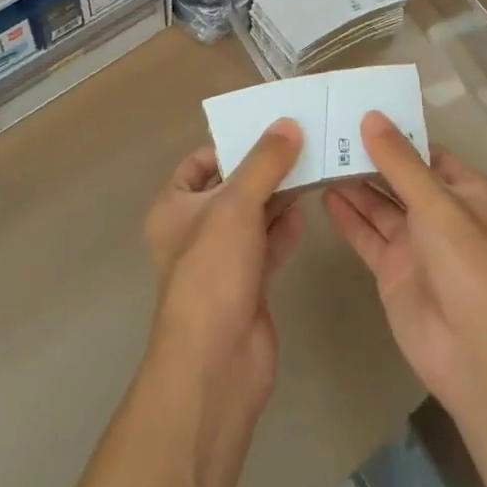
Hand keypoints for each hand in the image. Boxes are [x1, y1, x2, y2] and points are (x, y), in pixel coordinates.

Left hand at [143, 120, 306, 419]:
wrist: (217, 362)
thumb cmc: (213, 271)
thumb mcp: (236, 205)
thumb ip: (264, 163)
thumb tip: (288, 124)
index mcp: (174, 206)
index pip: (200, 162)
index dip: (230, 144)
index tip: (267, 129)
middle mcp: (194, 230)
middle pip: (231, 187)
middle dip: (262, 168)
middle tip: (301, 143)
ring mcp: (221, 260)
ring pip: (252, 217)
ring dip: (278, 196)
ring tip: (312, 169)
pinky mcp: (247, 286)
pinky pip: (267, 246)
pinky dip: (284, 229)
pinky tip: (307, 211)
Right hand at [323, 112, 486, 422]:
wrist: (476, 355)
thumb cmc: (468, 266)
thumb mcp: (437, 205)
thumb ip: (400, 162)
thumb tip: (371, 117)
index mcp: (466, 191)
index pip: (425, 152)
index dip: (394, 133)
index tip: (356, 110)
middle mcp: (441, 213)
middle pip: (398, 177)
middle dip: (368, 157)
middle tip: (326, 130)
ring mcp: (416, 243)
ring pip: (379, 205)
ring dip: (353, 184)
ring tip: (318, 156)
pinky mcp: (393, 270)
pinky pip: (367, 235)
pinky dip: (347, 217)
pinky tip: (323, 195)